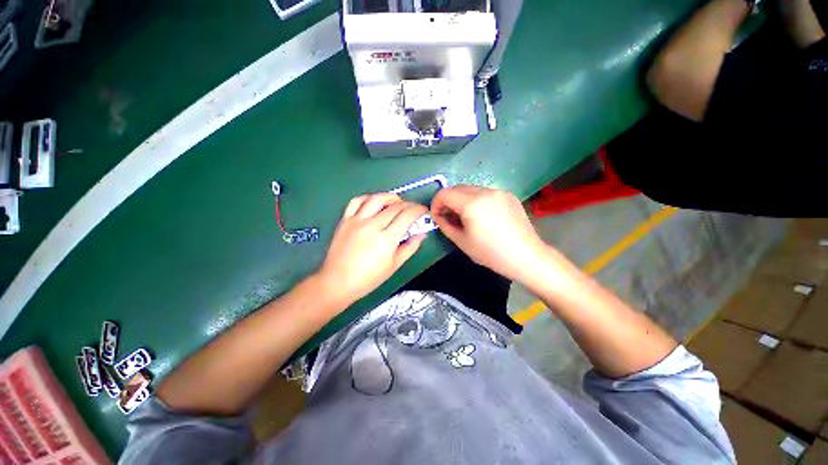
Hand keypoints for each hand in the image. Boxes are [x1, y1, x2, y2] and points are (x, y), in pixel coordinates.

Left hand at [315, 193, 427, 306]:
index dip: (419, 210)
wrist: (338, 281)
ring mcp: (357, 220)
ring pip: (377, 198)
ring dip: (391, 197)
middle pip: (395, 206)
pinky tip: (374, 203)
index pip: (407, 215)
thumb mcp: (394, 265)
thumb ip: (410, 247)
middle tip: (413, 209)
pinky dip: (368, 198)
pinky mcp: (345, 220)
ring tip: (397, 202)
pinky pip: (357, 201)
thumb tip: (422, 234)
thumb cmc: (369, 278)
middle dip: (409, 205)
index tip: (423, 211)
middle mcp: (372, 225)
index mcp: (386, 239)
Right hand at [431, 186, 545, 281]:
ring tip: (465, 217)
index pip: (444, 194)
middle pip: (457, 188)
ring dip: (462, 200)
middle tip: (449, 218)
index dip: (436, 204)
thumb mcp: (462, 242)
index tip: (437, 217)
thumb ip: (445, 225)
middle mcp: (485, 191)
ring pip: (471, 189)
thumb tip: (439, 216)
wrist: (526, 256)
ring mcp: (499, 191)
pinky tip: (482, 216)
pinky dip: (476, 200)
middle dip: (448, 201)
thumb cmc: (491, 253)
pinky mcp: (508, 195)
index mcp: (472, 203)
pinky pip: (485, 193)